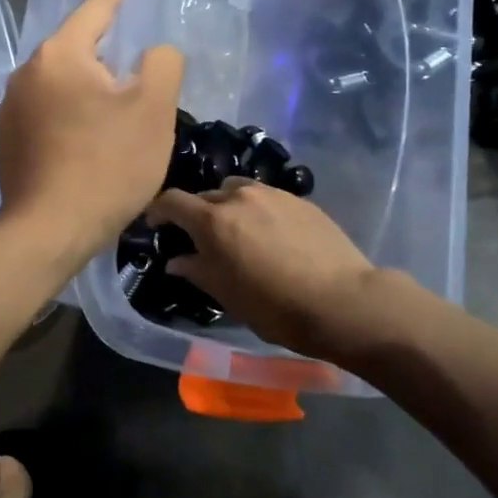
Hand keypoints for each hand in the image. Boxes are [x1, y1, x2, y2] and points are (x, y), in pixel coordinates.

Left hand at [0, 0, 183, 263]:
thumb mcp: (153, 109)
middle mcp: (27, 73)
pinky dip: (74, 115)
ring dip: (93, 90)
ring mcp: (11, 109)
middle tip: (142, 73)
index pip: (95, 7)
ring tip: (121, 115)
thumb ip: (162, 63)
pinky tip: (92, 143)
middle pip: (79, 49)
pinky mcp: (8, 140)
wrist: (50, 230)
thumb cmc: (107, 164)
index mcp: (60, 54)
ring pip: (64, 84)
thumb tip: (152, 54)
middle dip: (110, 55)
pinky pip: (50, 112)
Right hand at [145, 179, 384, 360]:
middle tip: (200, 239)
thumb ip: (197, 270)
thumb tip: (176, 261)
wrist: (342, 301)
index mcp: (214, 220)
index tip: (155, 224)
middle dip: (196, 214)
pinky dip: (257, 210)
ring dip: (228, 206)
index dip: (158, 211)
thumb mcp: (227, 295)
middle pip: (205, 195)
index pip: (172, 201)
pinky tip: (269, 234)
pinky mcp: (300, 199)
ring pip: (237, 191)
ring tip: (236, 231)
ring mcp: (273, 194)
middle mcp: (240, 197)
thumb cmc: (275, 306)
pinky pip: (266, 197)